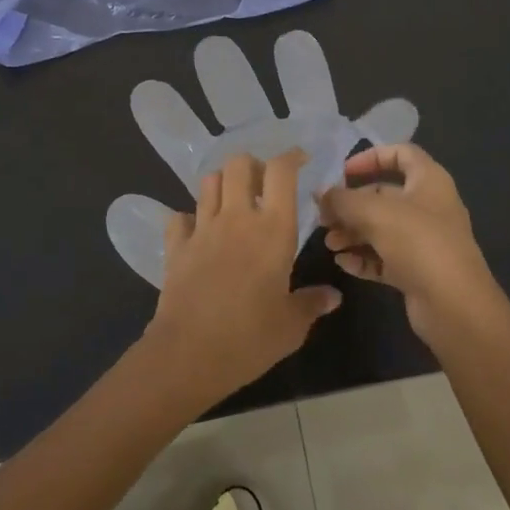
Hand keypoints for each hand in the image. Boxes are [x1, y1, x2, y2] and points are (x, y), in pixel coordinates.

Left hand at [143, 149, 342, 408]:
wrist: (189, 353)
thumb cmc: (250, 338)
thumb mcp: (291, 326)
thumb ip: (312, 304)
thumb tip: (333, 296)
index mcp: (273, 229)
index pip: (281, 172)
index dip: (291, 157)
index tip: (300, 160)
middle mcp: (237, 217)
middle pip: (239, 164)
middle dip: (253, 166)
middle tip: (263, 186)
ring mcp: (202, 228)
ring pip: (209, 182)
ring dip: (222, 184)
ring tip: (233, 203)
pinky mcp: (176, 246)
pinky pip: (180, 217)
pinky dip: (189, 218)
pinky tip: (198, 233)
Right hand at [318, 143, 499, 342]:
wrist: (454, 306)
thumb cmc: (417, 242)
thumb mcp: (373, 213)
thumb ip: (342, 200)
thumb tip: (320, 193)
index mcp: (428, 181)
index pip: (401, 153)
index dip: (371, 157)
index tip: (344, 172)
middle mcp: (429, 206)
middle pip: (384, 195)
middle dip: (351, 204)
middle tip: (323, 216)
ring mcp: (425, 241)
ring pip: (382, 228)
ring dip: (353, 232)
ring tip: (329, 243)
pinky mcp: (418, 271)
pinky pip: (385, 257)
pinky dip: (364, 257)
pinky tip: (343, 263)